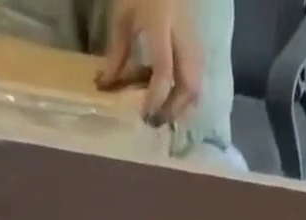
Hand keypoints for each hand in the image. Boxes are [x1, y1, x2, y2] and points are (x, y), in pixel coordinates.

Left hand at [96, 0, 203, 126]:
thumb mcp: (124, 15)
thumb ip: (117, 53)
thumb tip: (107, 87)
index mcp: (162, 22)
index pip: (164, 71)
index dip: (155, 98)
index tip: (144, 113)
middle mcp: (183, 33)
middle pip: (189, 85)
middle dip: (174, 108)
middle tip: (157, 119)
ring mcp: (195, 38)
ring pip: (198, 84)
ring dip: (183, 105)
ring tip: (165, 111)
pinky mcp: (199, 43)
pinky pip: (198, 77)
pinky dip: (187, 94)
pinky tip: (173, 97)